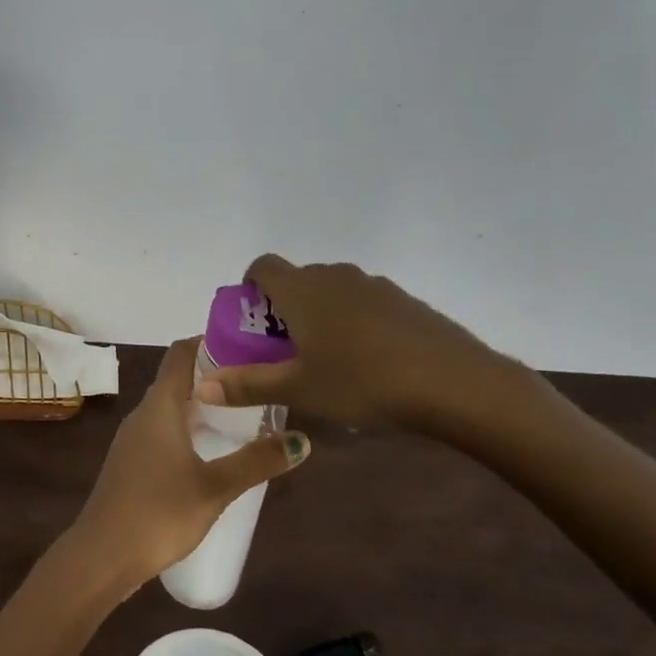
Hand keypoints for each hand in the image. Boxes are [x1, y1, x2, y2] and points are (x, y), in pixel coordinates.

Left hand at [70, 337, 309, 594]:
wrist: (102, 555)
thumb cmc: (159, 511)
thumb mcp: (215, 487)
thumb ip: (257, 461)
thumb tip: (301, 439)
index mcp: (160, 405)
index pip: (181, 353)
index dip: (209, 341)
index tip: (245, 345)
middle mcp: (143, 412)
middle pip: (177, 378)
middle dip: (213, 376)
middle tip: (254, 384)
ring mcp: (133, 438)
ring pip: (170, 407)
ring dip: (201, 405)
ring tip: (240, 416)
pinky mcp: (131, 461)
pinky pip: (162, 430)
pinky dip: (187, 428)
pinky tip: (210, 451)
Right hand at [195, 255, 545, 440]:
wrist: (454, 382)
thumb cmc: (362, 381)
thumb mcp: (299, 389)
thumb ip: (247, 385)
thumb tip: (201, 386)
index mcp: (301, 289)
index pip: (262, 266)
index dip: (250, 289)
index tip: (254, 324)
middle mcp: (333, 275)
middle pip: (297, 281)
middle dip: (285, 310)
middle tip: (288, 353)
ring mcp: (373, 284)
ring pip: (332, 292)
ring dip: (321, 316)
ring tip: (331, 362)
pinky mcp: (403, 300)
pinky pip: (364, 303)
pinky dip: (355, 323)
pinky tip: (372, 363)